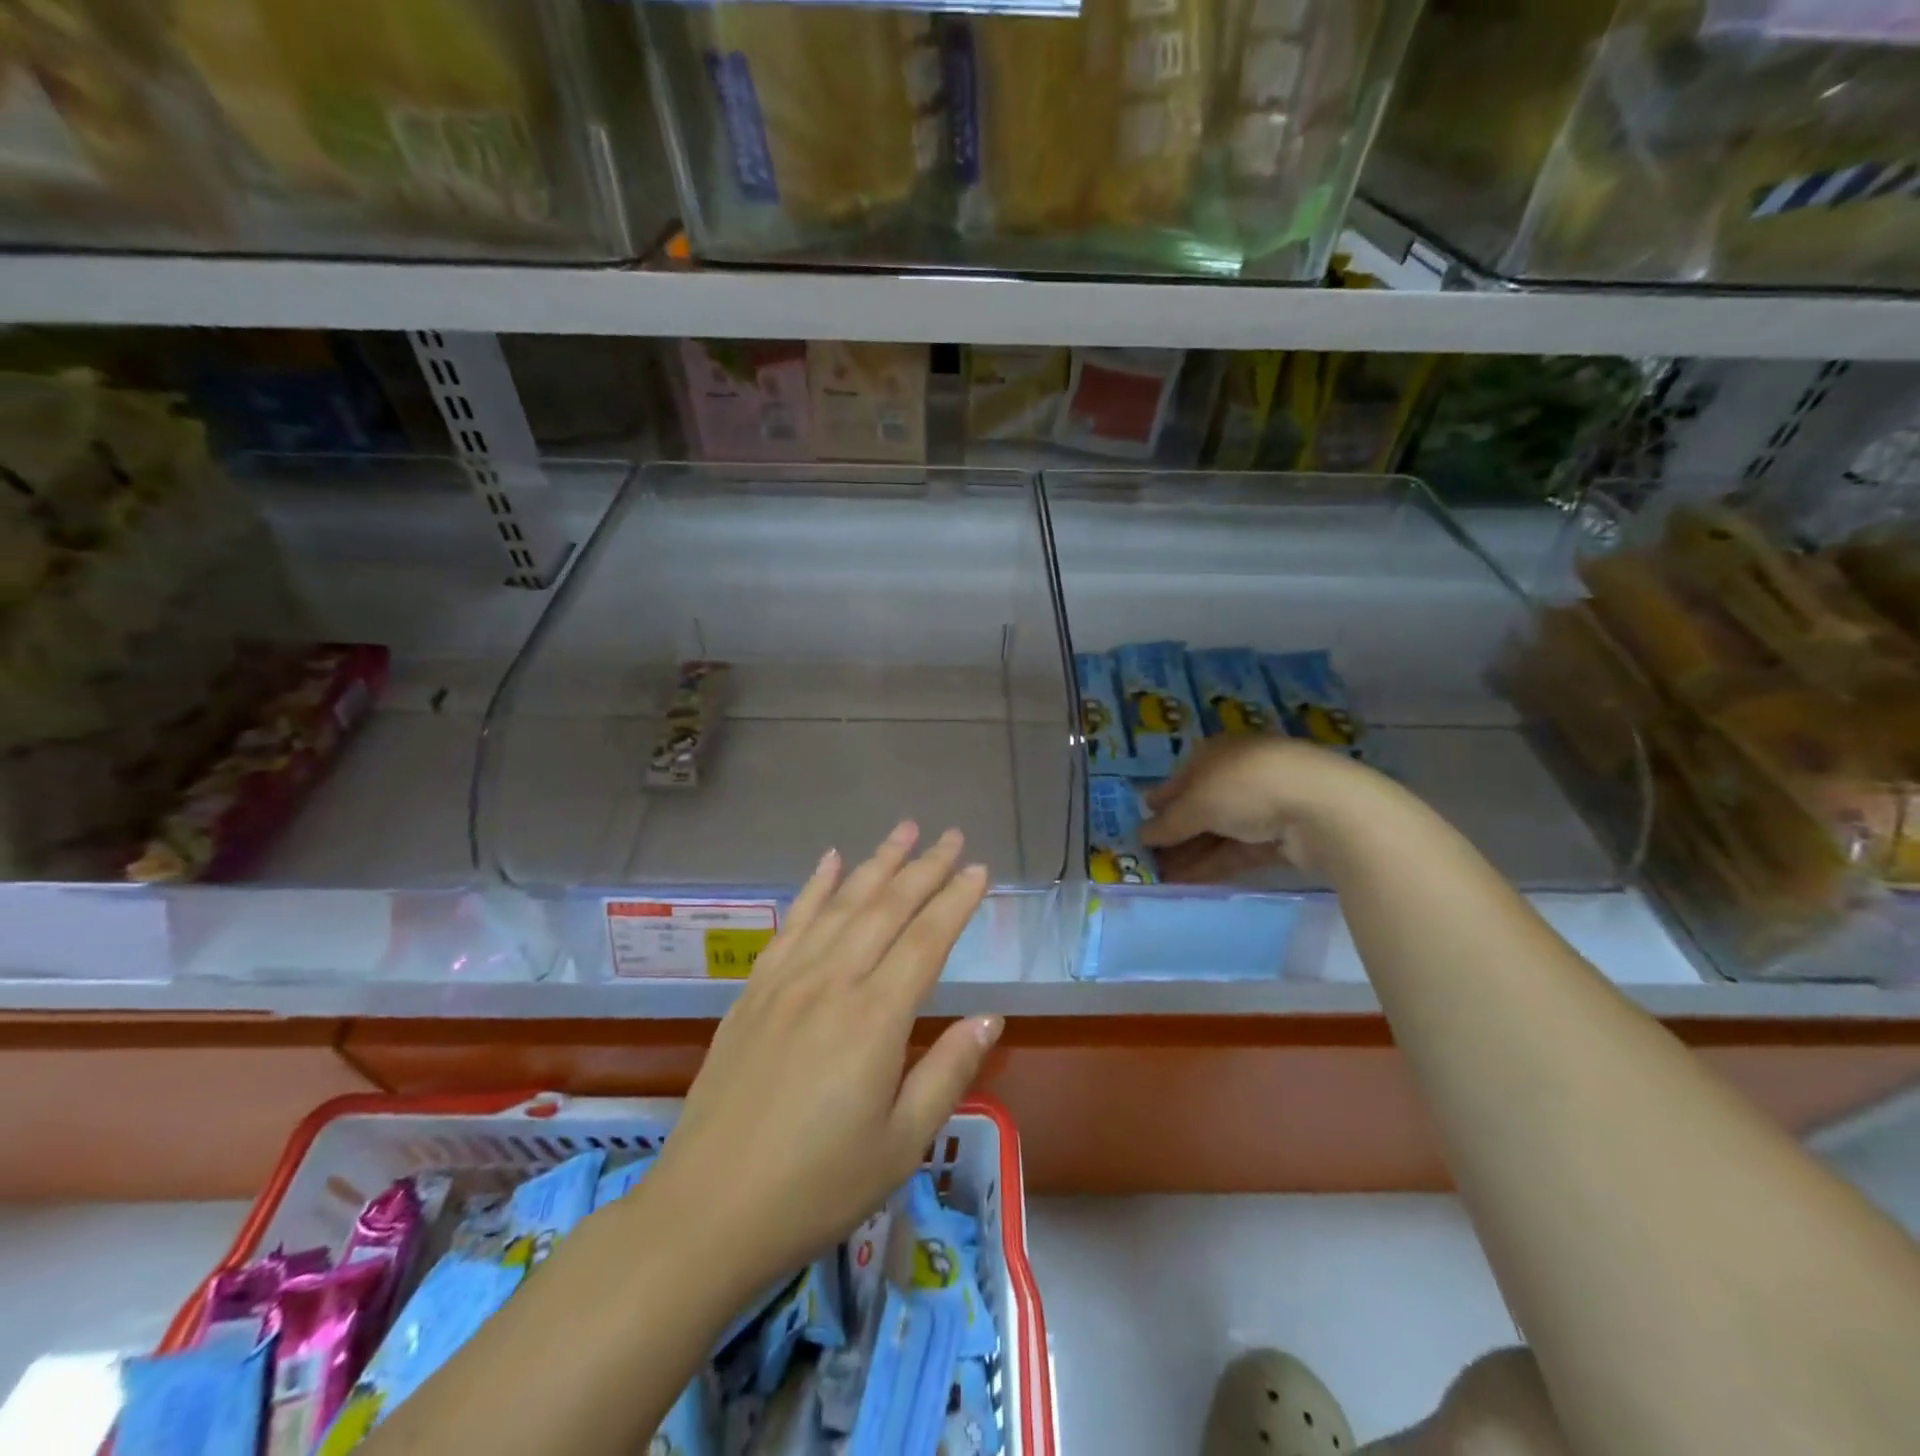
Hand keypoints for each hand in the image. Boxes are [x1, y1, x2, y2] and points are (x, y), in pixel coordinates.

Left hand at [645, 822, 1000, 1298]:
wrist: (706, 1212)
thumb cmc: (816, 1188)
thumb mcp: (900, 1145)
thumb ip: (948, 1072)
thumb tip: (989, 1017)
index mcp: (875, 1019)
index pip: (927, 940)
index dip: (956, 901)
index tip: (980, 870)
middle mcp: (832, 982)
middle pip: (886, 908)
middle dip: (924, 868)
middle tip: (953, 836)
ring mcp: (787, 981)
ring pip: (841, 904)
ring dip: (876, 863)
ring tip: (904, 830)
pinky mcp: (754, 991)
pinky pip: (790, 924)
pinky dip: (814, 888)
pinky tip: (830, 861)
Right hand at [1140, 735, 1379, 876]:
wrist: (1323, 808)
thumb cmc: (1246, 787)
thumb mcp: (1196, 803)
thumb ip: (1168, 823)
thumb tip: (1141, 835)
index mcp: (1217, 753)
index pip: (1182, 778)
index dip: (1161, 801)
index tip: (1141, 824)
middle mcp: (1239, 775)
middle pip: (1200, 807)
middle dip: (1174, 834)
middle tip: (1147, 859)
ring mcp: (1264, 806)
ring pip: (1218, 832)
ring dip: (1190, 854)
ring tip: (1160, 878)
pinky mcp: (1282, 837)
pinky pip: (1238, 851)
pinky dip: (1213, 865)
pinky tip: (1187, 882)